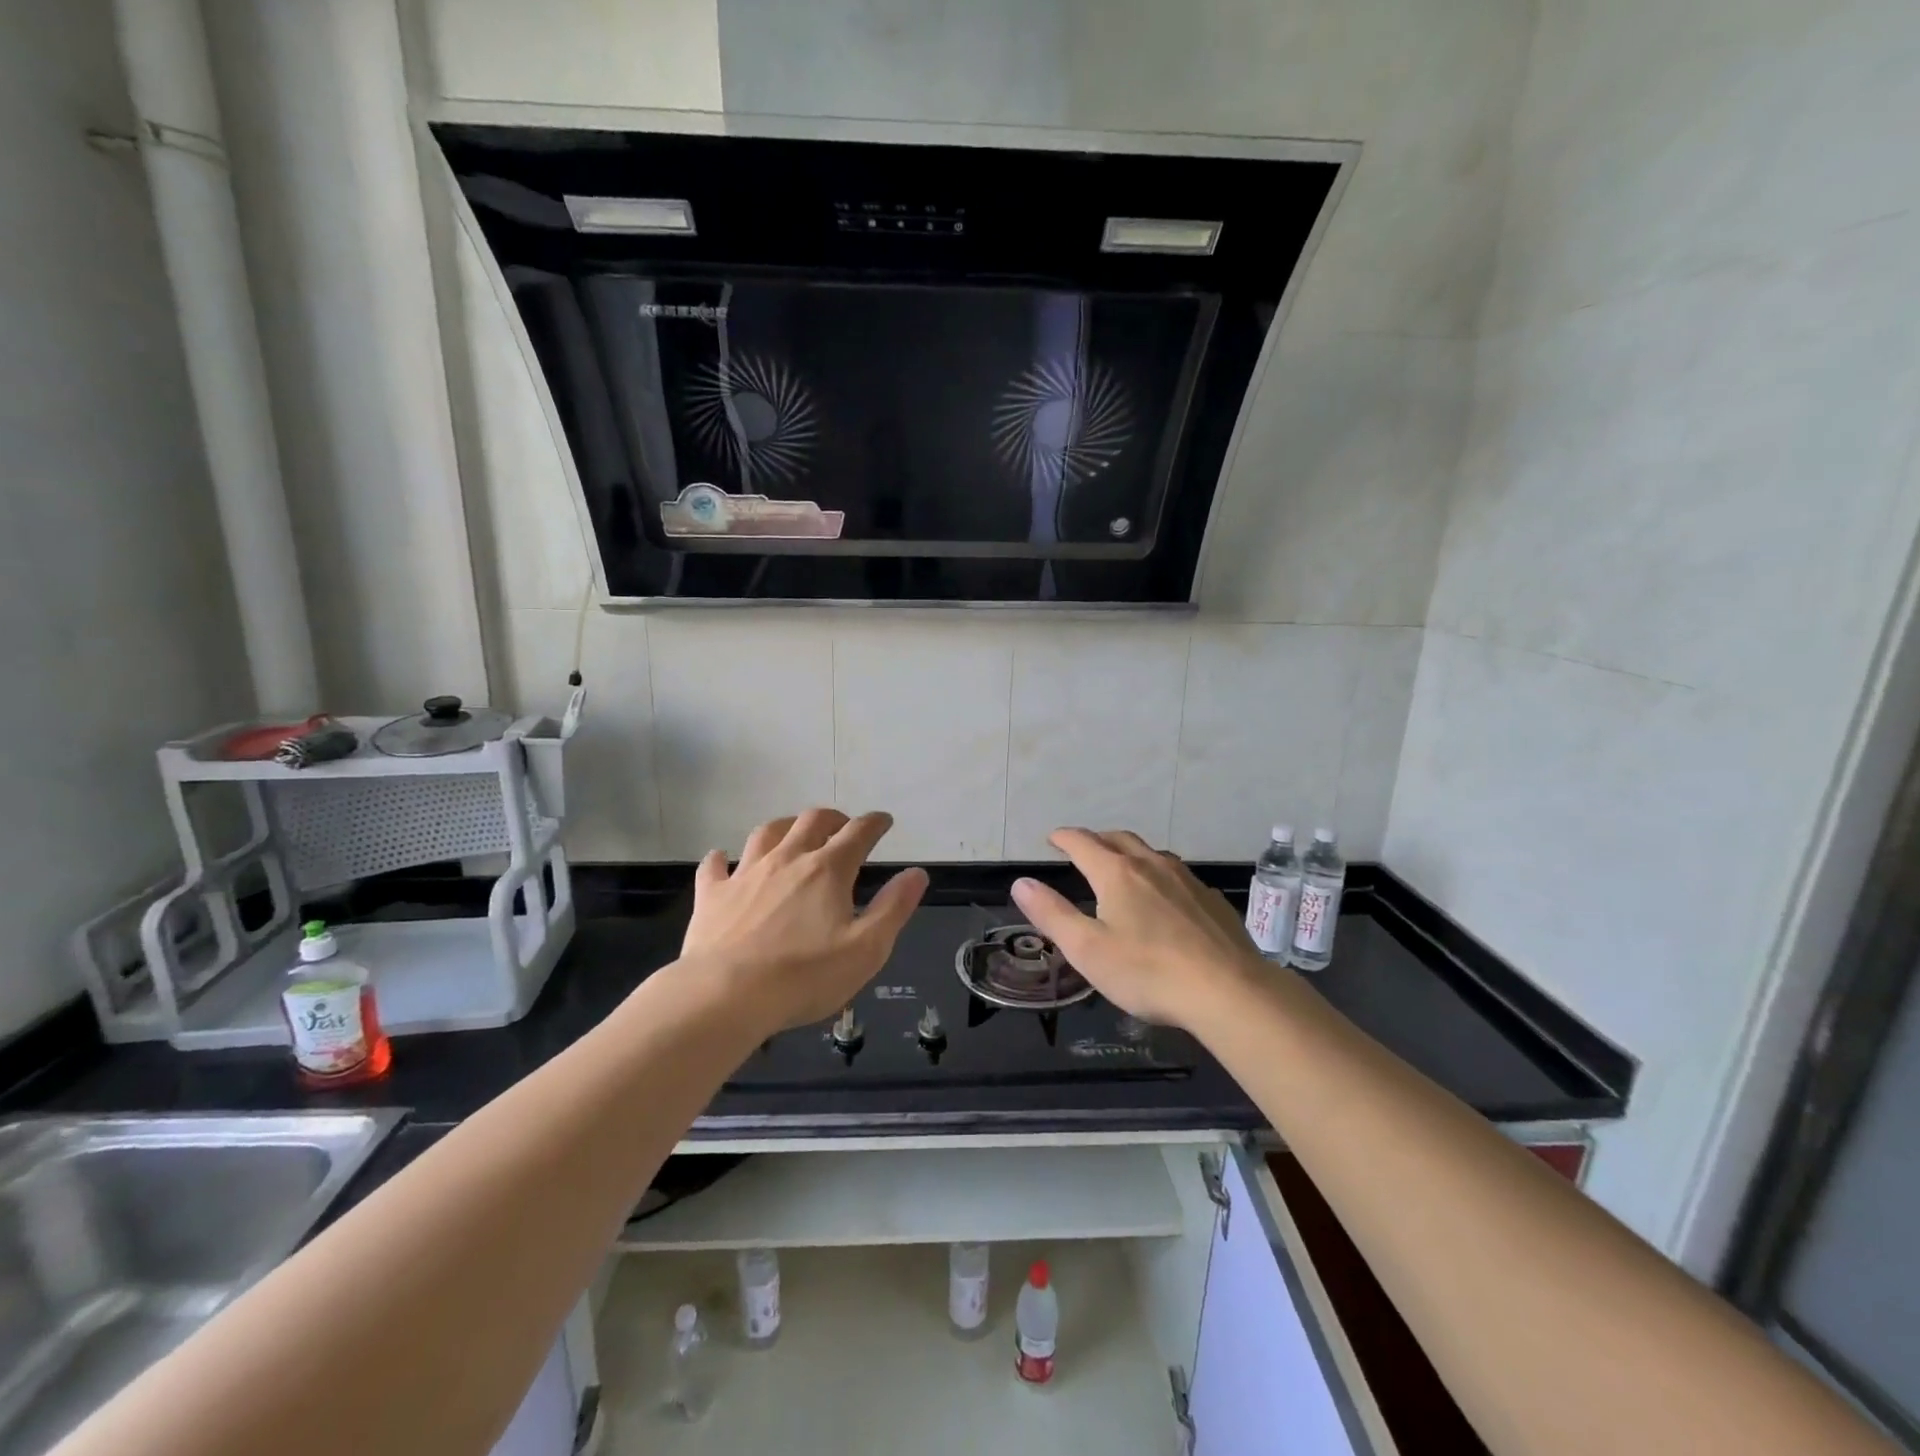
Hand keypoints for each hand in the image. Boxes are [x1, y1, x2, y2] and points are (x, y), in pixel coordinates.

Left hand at [679, 809, 928, 1032]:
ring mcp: (746, 873)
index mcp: (827, 870)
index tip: (884, 821)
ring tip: (792, 834)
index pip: (858, 833)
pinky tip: (723, 860)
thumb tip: (917, 874)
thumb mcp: (867, 948)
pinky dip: (722, 859)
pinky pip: (715, 866)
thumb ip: (894, 908)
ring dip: (785, 827)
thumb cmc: (804, 976)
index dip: (875, 823)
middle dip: (833, 819)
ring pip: (766, 833)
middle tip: (842, 827)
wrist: (725, 996)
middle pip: (812, 821)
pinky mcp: (713, 895)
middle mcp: (787, 859)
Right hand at [1011, 828, 1261, 1030]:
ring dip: (1130, 854)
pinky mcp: (1211, 899)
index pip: (1082, 842)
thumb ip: (1051, 914)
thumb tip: (1021, 882)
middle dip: (1097, 840)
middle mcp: (1151, 865)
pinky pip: (1178, 875)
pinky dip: (1159, 876)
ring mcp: (1187, 879)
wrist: (1229, 990)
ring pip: (1152, 853)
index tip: (1052, 838)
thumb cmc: (1148, 971)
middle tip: (1084, 849)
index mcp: (1117, 873)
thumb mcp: (1086, 949)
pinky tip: (1165, 899)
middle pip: (1119, 839)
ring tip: (1122, 868)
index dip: (1064, 838)